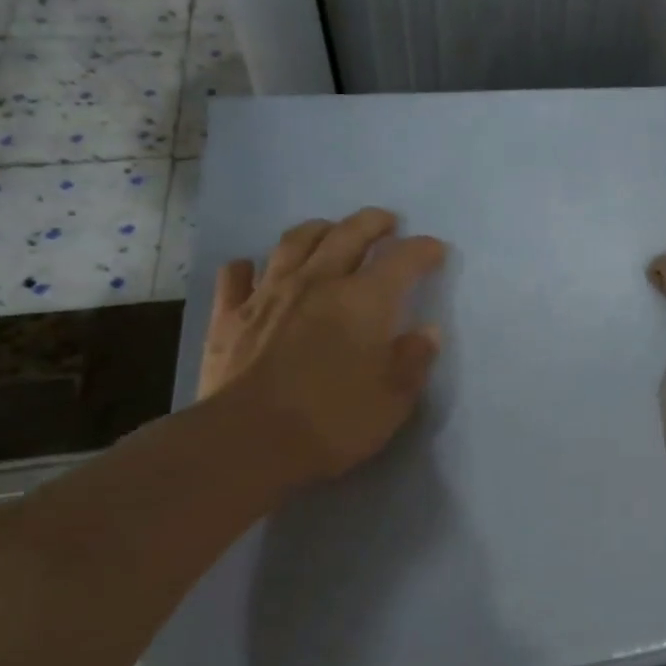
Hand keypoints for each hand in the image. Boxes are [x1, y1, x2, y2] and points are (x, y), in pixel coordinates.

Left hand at [198, 208, 444, 483]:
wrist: (245, 442)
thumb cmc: (332, 421)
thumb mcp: (393, 400)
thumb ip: (413, 360)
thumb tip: (428, 331)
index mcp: (364, 300)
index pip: (402, 259)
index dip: (423, 250)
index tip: (436, 250)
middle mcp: (318, 282)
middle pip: (348, 234)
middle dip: (372, 222)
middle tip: (386, 223)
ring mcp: (268, 294)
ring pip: (294, 243)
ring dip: (317, 230)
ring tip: (329, 231)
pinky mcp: (229, 316)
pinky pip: (236, 276)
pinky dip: (248, 267)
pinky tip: (252, 269)